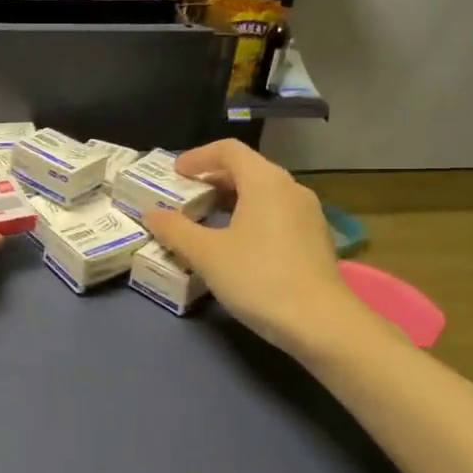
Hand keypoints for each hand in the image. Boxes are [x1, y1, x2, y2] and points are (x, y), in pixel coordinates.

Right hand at [142, 140, 379, 353]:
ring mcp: (308, 214)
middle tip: (186, 197)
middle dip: (213, 179)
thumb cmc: (259, 278)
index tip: (175, 173)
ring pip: (264, 193)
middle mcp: (290, 188)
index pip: (229, 150)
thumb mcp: (206, 254)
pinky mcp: (316, 239)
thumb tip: (151, 214)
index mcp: (265, 181)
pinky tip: (237, 244)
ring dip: (233, 199)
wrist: (321, 323)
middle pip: (248, 169)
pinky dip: (252, 216)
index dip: (198, 157)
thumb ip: (175, 230)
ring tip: (207, 220)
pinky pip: (277, 213)